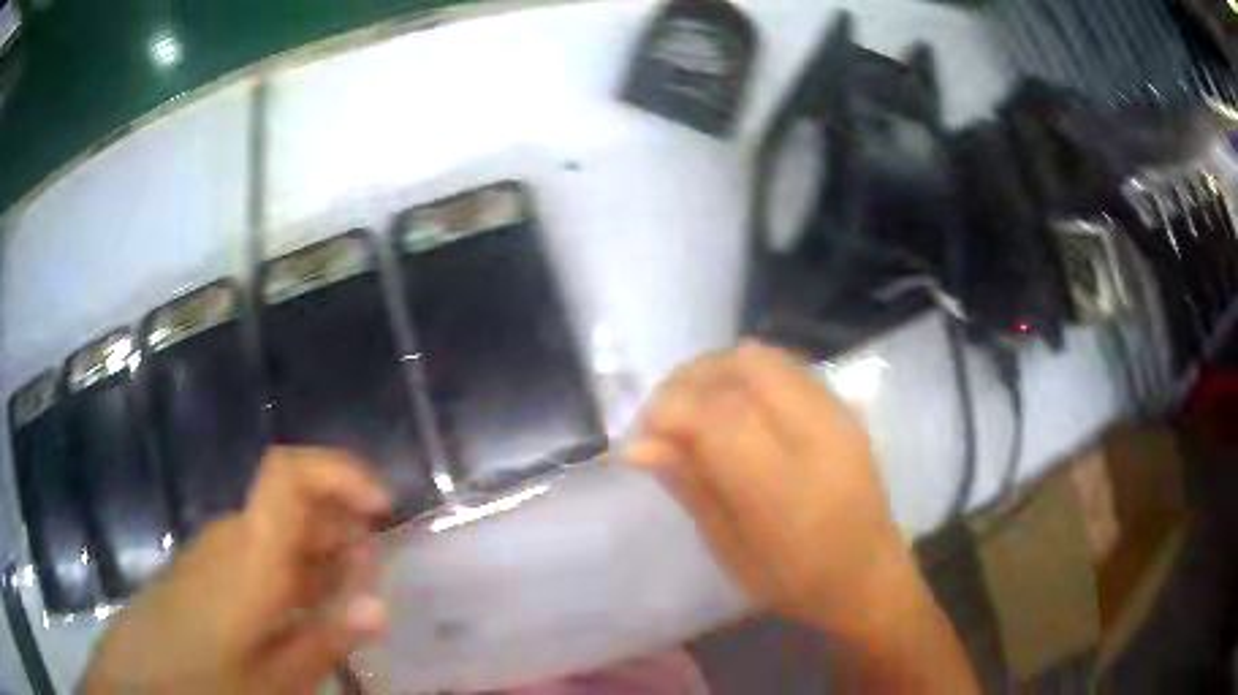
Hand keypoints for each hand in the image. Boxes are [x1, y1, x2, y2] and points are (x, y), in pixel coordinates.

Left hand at [82, 448, 392, 694]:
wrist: (142, 676)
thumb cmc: (207, 679)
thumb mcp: (277, 676)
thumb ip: (328, 636)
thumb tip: (382, 604)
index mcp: (252, 551)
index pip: (290, 472)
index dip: (340, 472)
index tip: (383, 508)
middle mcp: (234, 534)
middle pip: (296, 500)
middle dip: (345, 526)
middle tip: (375, 578)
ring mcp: (218, 547)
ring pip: (281, 529)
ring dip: (323, 553)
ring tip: (348, 601)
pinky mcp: (209, 564)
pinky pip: (261, 550)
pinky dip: (296, 569)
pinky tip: (305, 611)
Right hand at [624, 343, 920, 635]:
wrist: (867, 575)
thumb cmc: (795, 581)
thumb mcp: (730, 548)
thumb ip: (690, 485)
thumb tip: (637, 444)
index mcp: (787, 490)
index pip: (719, 415)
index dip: (668, 410)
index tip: (640, 434)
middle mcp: (819, 437)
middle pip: (743, 367)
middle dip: (689, 381)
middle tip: (664, 418)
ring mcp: (838, 415)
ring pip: (764, 357)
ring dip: (717, 373)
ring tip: (696, 410)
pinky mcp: (845, 407)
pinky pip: (786, 366)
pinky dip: (746, 375)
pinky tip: (735, 407)